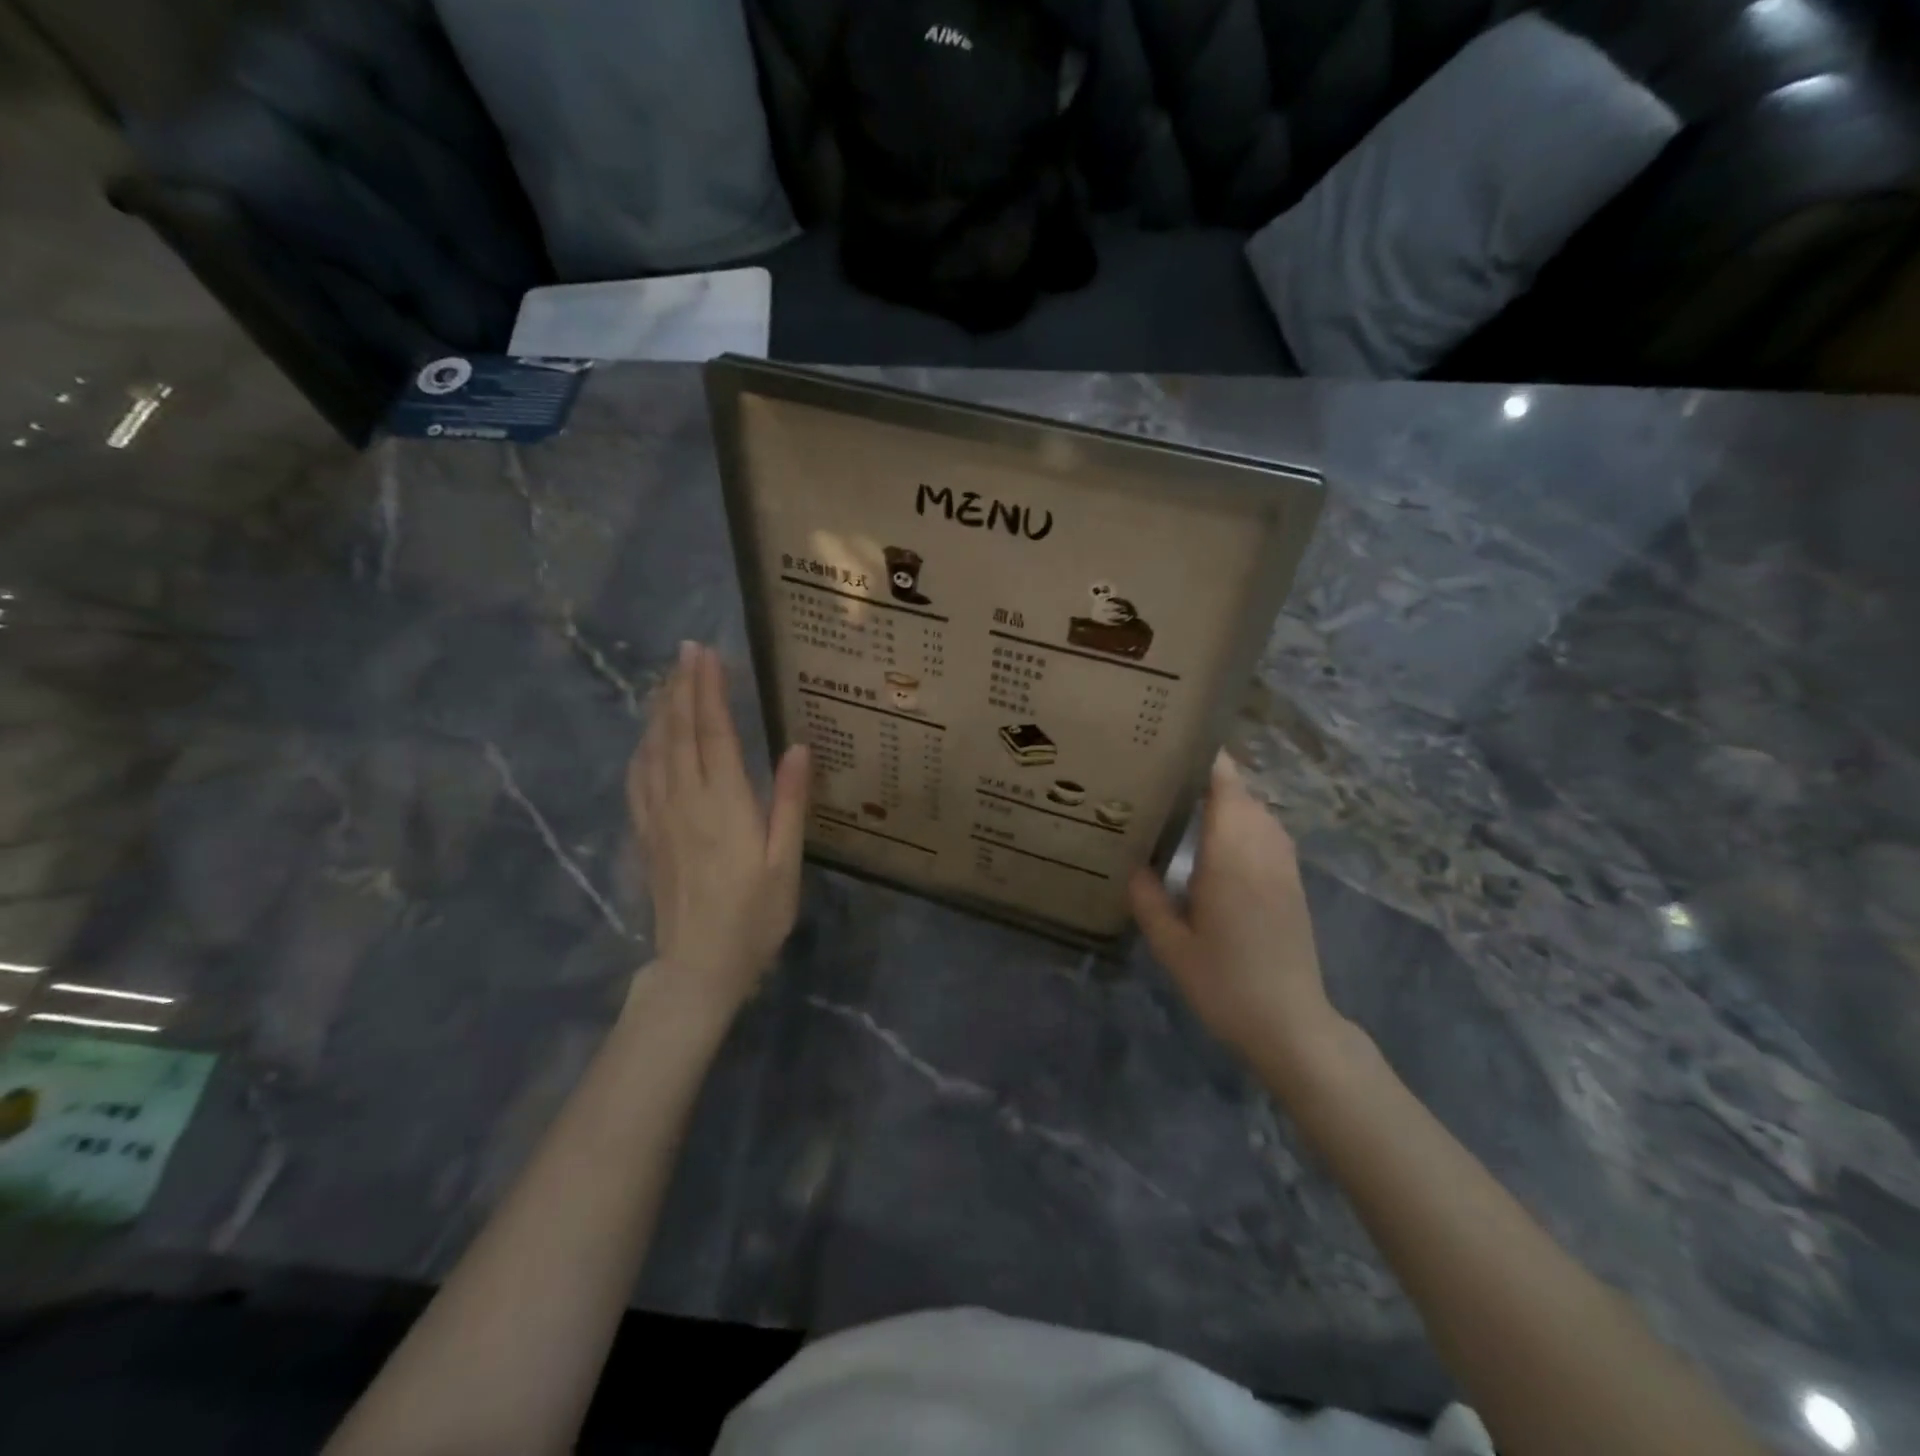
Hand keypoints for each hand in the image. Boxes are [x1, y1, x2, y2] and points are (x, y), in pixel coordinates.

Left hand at [628, 642, 809, 1013]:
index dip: (708, 690)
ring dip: (659, 711)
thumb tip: (797, 747)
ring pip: (653, 751)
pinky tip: (645, 739)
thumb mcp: (785, 863)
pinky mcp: (646, 836)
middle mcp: (685, 801)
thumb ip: (790, 803)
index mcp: (724, 804)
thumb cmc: (754, 917)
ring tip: (666, 680)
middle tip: (685, 650)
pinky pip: (637, 780)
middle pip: (678, 732)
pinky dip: (641, 749)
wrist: (698, 968)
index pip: (712, 732)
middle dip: (681, 687)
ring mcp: (659, 818)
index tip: (706, 653)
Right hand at [1129, 752, 1342, 1071]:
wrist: (1291, 1024)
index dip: (1209, 762)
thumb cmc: (1226, 984)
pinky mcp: (1293, 885)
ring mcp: (1284, 868)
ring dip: (1233, 800)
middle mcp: (1263, 853)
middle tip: (1170, 776)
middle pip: (1245, 796)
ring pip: (1262, 814)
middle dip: (1213, 778)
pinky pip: (1272, 835)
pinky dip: (1249, 822)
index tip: (1178, 745)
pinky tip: (1224, 841)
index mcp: (1232, 859)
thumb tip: (1134, 866)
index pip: (1227, 790)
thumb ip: (1148, 901)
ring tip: (1193, 801)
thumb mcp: (1172, 947)